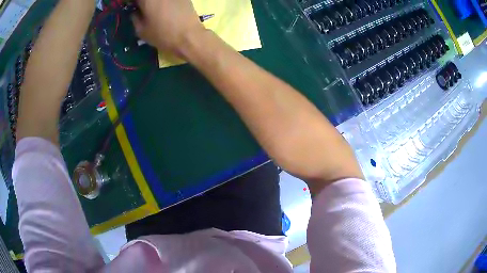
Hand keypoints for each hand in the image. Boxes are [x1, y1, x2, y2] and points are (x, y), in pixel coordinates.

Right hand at [131, 0, 205, 55]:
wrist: (189, 36)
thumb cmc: (162, 35)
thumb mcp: (141, 31)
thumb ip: (135, 18)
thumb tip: (134, 12)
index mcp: (147, 0)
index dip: (131, 2)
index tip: (130, 6)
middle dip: (142, 3)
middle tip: (141, 8)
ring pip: (157, 0)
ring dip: (153, 3)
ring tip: (152, 10)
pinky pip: (169, 0)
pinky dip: (164, 3)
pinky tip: (165, 9)